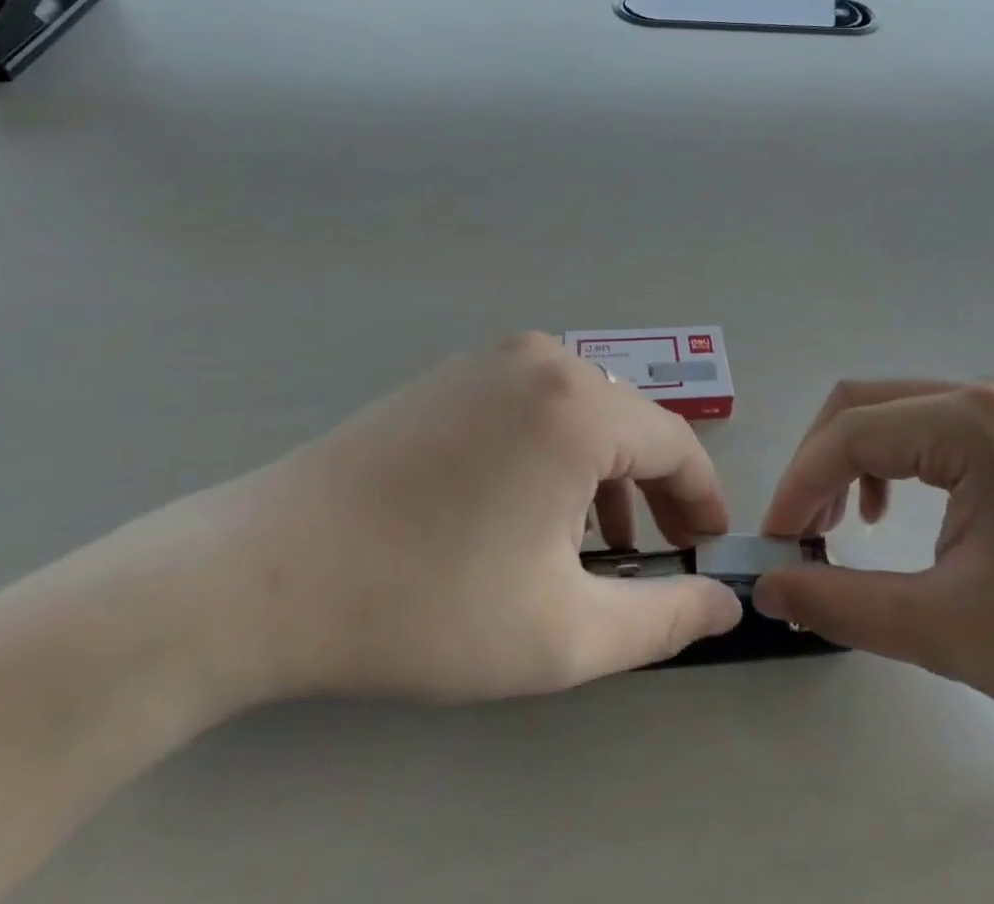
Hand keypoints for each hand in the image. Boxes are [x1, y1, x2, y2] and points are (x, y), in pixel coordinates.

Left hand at [180, 334, 742, 707]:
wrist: (269, 573)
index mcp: (579, 406)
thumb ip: (662, 619)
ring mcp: (490, 360)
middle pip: (628, 425)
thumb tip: (725, 601)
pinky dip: (552, 454)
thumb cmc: (429, 602)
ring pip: (580, 414)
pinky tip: (529, 510)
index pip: (675, 444)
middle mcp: (544, 360)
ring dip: (603, 475)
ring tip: (596, 545)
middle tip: (661, 556)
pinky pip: (531, 406)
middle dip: (654, 492)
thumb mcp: (563, 633)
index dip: (703, 499)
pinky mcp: (451, 374)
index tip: (710, 548)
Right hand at [753, 381, 993, 776]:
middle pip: (865, 405)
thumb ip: (842, 602)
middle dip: (818, 465)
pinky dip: (892, 465)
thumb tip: (767, 586)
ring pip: (894, 415)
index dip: (798, 485)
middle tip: (801, 533)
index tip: (774, 546)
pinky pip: (929, 432)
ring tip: (843, 527)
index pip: (851, 433)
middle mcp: (984, 397)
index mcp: (971, 422)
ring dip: (852, 462)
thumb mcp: (948, 629)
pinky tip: (895, 516)